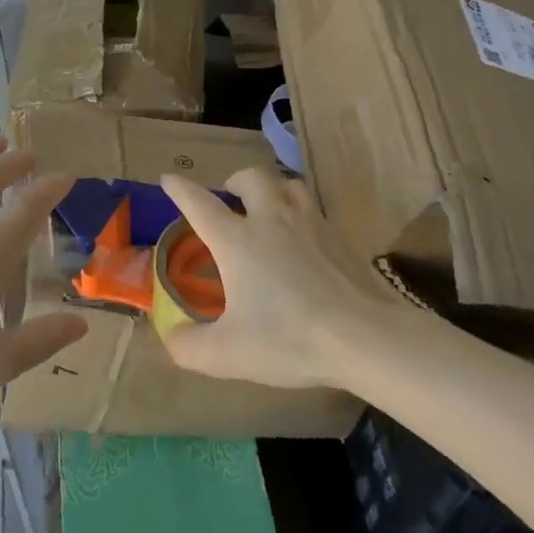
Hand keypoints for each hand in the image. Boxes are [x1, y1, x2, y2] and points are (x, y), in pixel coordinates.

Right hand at [158, 167, 410, 390]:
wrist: (364, 336)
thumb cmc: (288, 339)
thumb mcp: (228, 354)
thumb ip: (190, 346)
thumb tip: (171, 336)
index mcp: (237, 241)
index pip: (201, 205)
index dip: (181, 190)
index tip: (169, 178)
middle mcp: (271, 220)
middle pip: (252, 178)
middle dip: (236, 180)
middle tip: (231, 196)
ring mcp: (311, 223)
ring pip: (288, 185)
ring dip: (272, 189)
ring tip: (268, 208)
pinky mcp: (340, 237)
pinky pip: (314, 210)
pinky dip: (301, 213)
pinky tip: (304, 240)